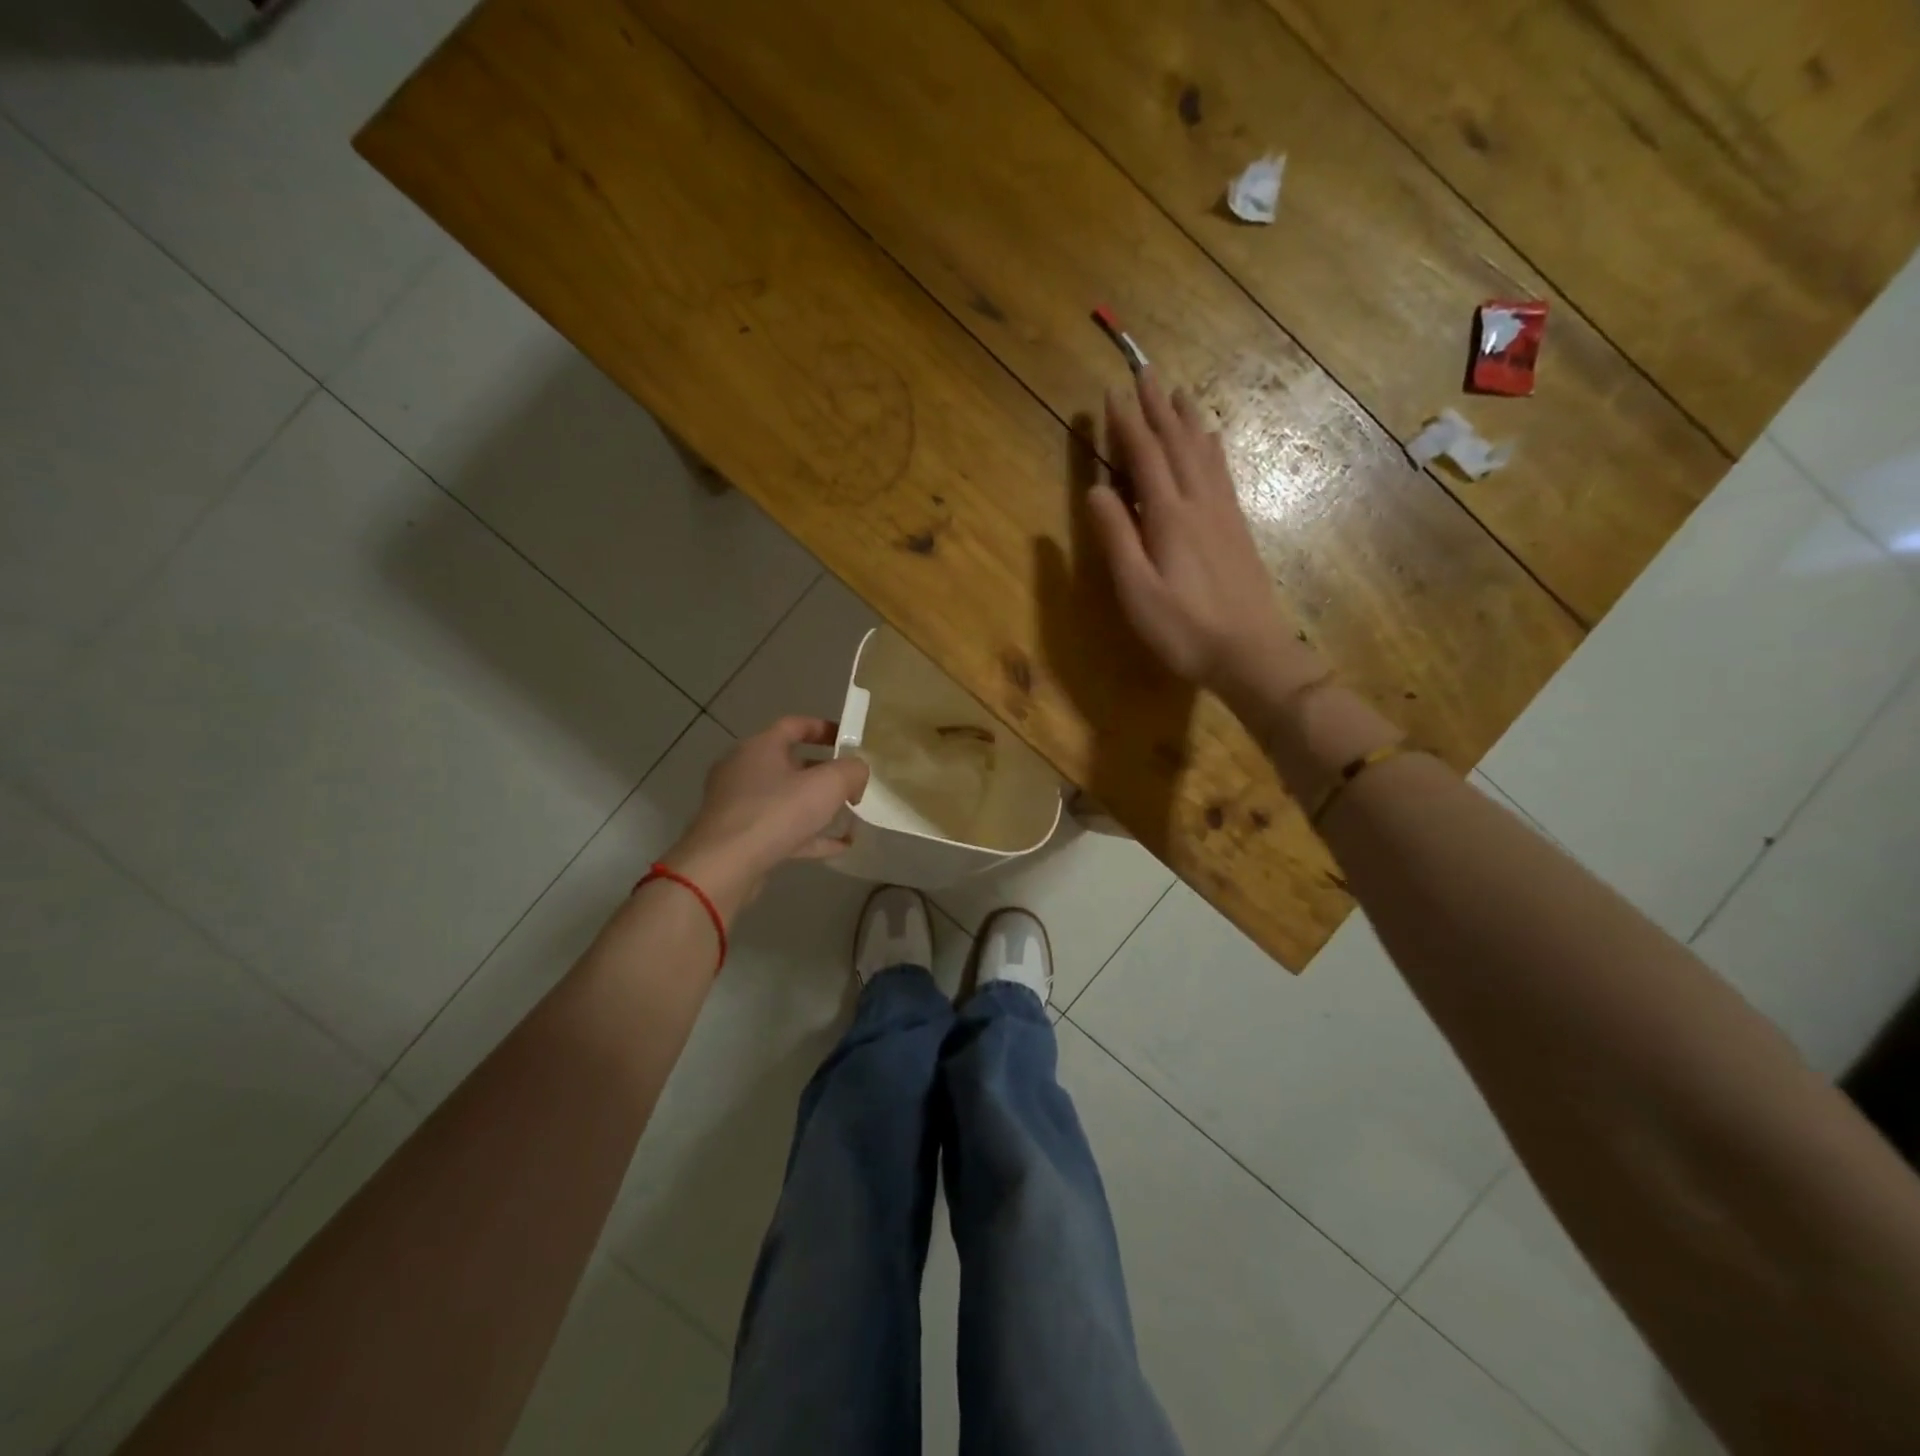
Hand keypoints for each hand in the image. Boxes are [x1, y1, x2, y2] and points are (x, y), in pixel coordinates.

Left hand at [663, 717, 870, 918]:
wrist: (723, 866)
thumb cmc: (776, 813)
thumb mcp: (828, 785)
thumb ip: (852, 771)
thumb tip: (858, 773)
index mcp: (760, 747)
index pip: (794, 725)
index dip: (824, 728)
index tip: (848, 740)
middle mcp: (744, 769)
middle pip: (790, 763)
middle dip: (824, 772)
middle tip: (851, 784)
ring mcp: (738, 804)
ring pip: (785, 798)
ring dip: (816, 806)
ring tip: (848, 816)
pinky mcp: (738, 836)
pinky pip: (780, 829)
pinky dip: (807, 834)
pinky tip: (837, 847)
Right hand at [1086, 371, 1315, 702]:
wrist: (1250, 652)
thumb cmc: (1184, 629)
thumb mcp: (1137, 591)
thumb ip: (1116, 538)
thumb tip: (1095, 490)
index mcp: (1169, 517)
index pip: (1145, 456)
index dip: (1127, 423)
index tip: (1111, 392)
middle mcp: (1199, 503)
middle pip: (1177, 444)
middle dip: (1157, 408)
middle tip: (1144, 372)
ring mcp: (1223, 514)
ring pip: (1203, 453)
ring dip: (1187, 420)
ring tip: (1178, 393)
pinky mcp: (1237, 528)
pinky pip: (1222, 473)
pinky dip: (1212, 448)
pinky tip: (1211, 441)